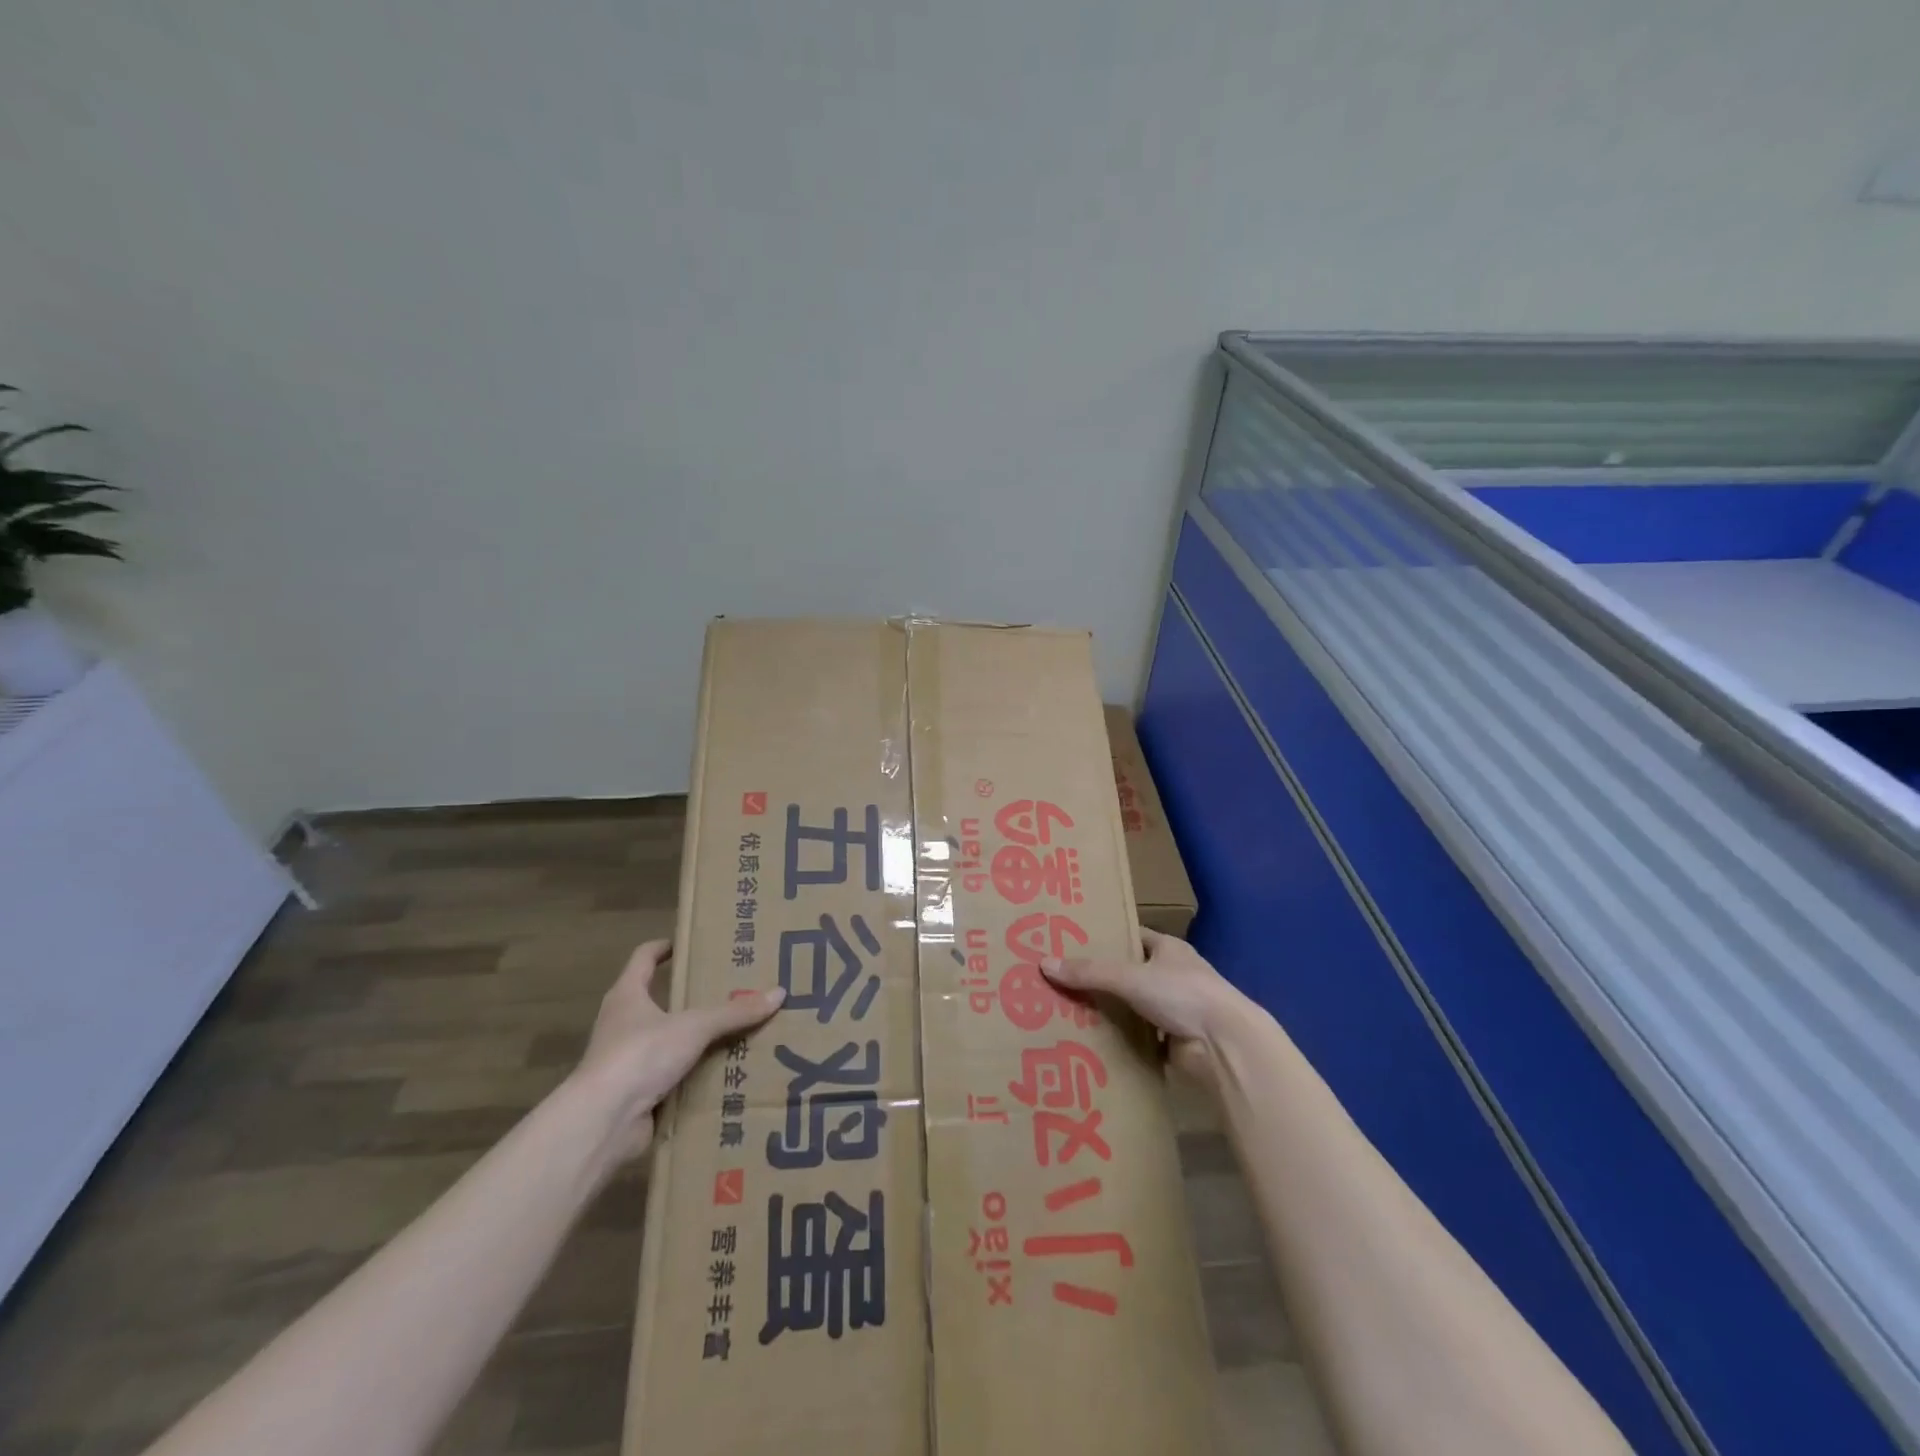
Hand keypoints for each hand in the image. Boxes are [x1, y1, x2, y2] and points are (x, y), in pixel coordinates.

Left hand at [569, 939, 784, 1158]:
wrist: (603, 1122)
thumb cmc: (641, 1054)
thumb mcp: (695, 1027)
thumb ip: (736, 1012)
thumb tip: (779, 993)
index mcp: (627, 995)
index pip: (643, 958)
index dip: (663, 948)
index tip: (689, 944)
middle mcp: (622, 1023)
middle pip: (656, 1000)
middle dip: (689, 997)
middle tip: (728, 990)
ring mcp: (626, 1061)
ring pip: (666, 1040)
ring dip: (693, 1039)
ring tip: (734, 1031)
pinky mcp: (634, 1094)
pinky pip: (671, 1076)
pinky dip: (693, 1074)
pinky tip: (722, 1073)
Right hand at [1041, 928, 1251, 1078]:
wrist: (1225, 1045)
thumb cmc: (1182, 994)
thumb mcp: (1130, 976)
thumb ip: (1089, 972)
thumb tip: (1044, 964)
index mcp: (1169, 948)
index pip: (1133, 937)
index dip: (1106, 938)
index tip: (1074, 943)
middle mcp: (1173, 975)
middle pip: (1130, 973)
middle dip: (1101, 979)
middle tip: (1061, 981)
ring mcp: (1176, 1010)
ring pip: (1134, 1007)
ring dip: (1111, 1012)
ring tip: (1068, 1012)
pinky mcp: (1174, 1041)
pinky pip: (1140, 1037)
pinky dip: (1122, 1040)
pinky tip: (1093, 1042)